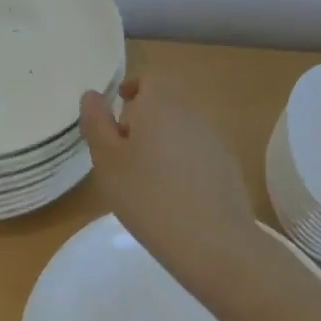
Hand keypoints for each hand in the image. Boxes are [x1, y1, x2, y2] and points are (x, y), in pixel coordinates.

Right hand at [79, 76, 264, 292]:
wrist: (212, 241)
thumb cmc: (147, 196)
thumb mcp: (107, 161)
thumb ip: (97, 123)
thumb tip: (92, 95)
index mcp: (160, 103)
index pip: (149, 78)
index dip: (132, 90)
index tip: (118, 112)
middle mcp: (191, 113)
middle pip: (167, 102)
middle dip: (144, 118)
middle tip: (123, 149)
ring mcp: (214, 139)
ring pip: (182, 128)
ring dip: (163, 141)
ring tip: (145, 177)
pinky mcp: (227, 166)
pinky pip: (197, 152)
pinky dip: (182, 162)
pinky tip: (172, 195)